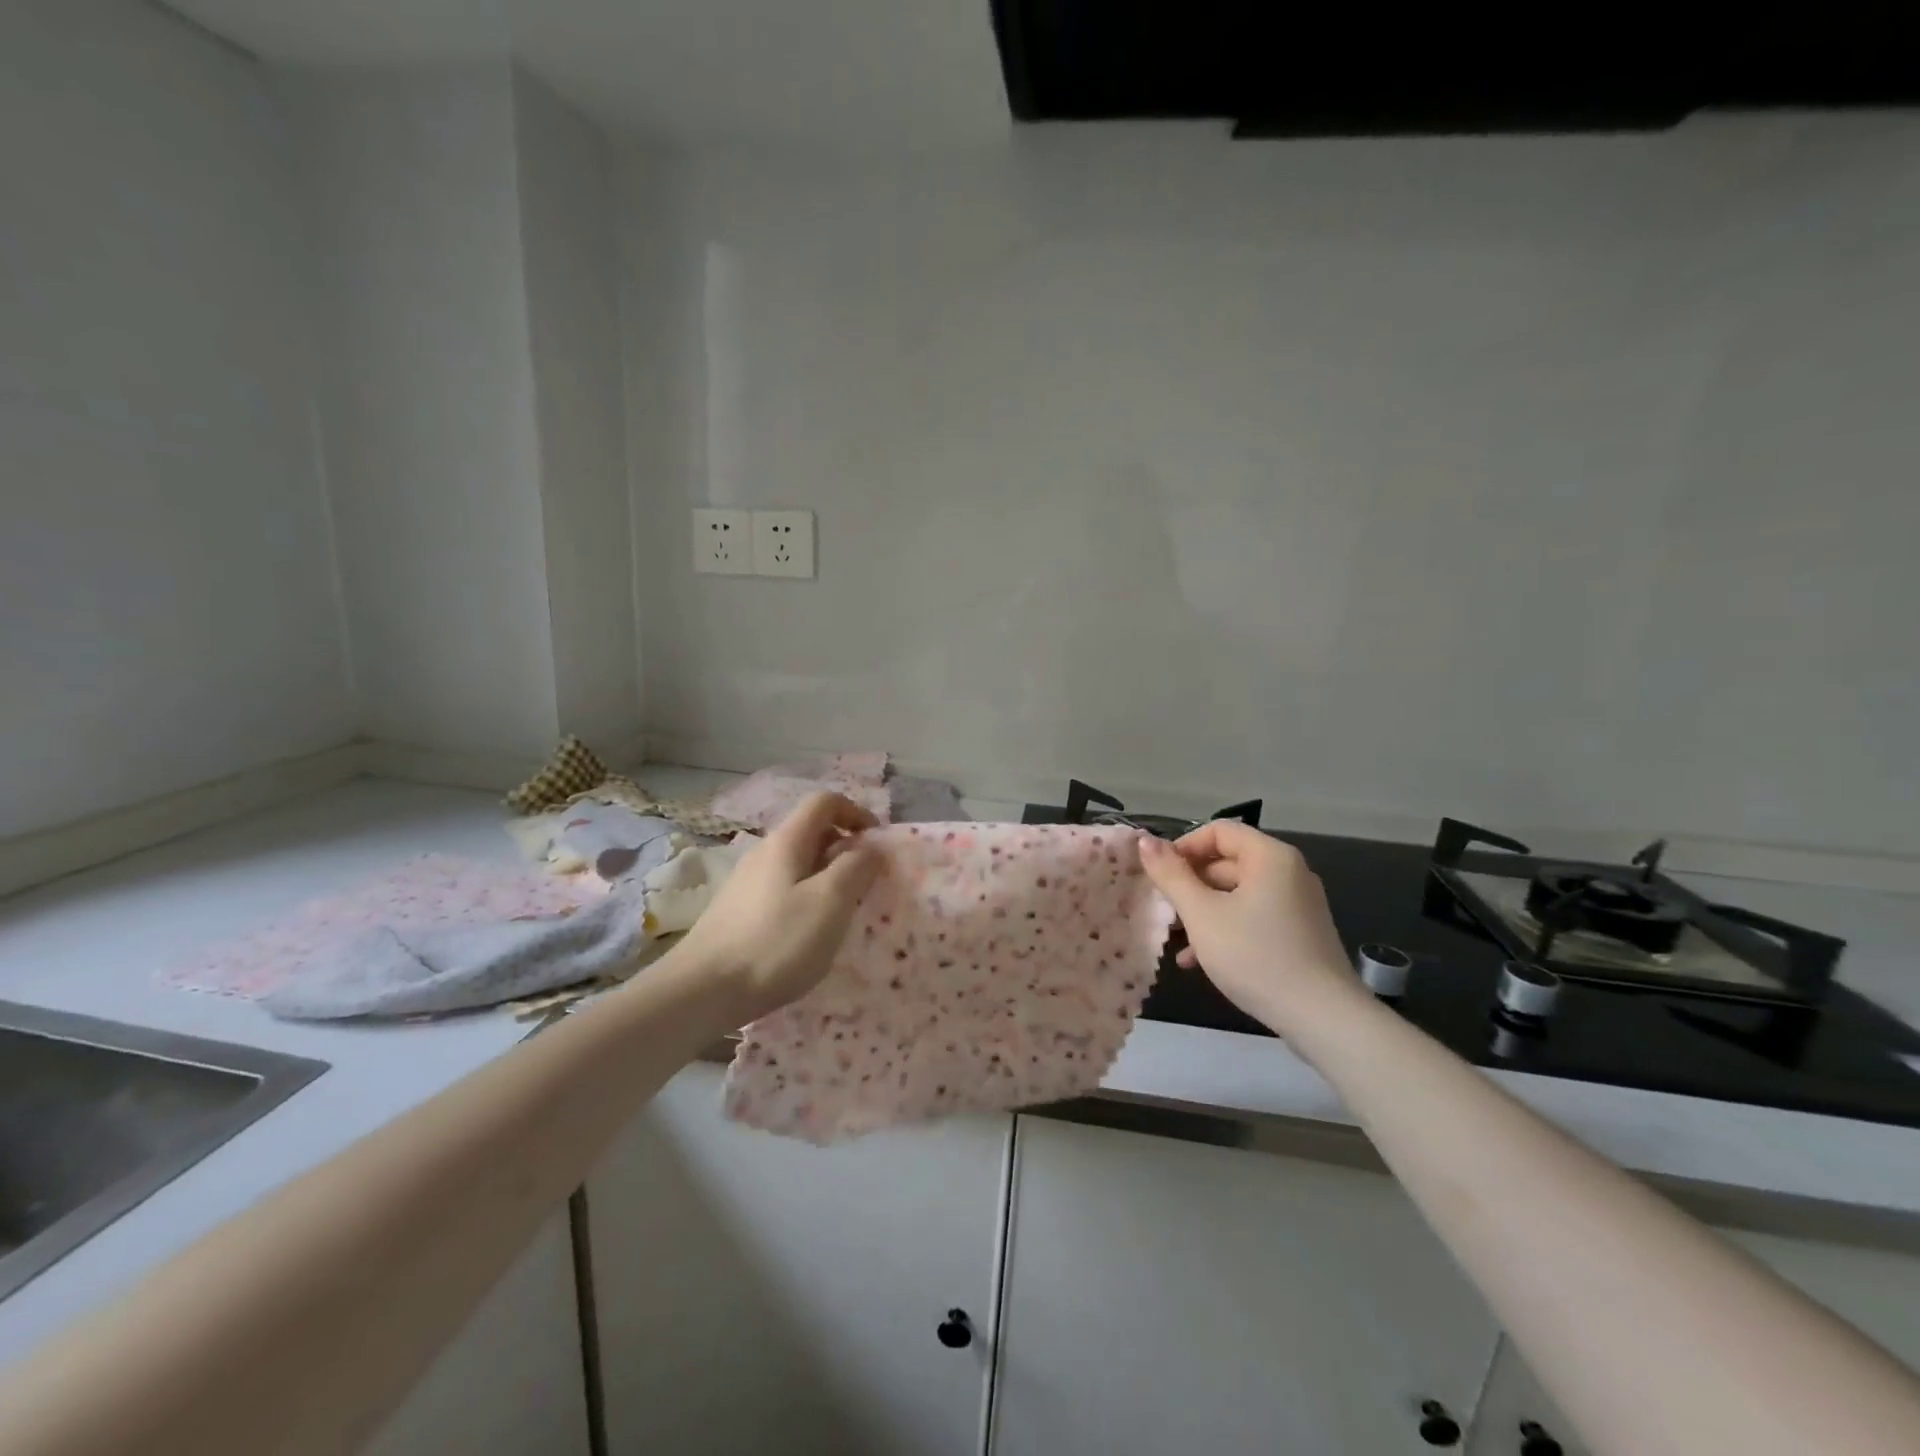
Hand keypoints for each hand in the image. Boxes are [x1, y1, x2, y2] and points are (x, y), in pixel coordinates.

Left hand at [671, 792, 883, 1026]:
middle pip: (811, 831)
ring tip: (841, 912)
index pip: (824, 802)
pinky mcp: (738, 910)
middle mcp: (764, 852)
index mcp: (787, 841)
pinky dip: (806, 897)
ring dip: (827, 876)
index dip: (856, 812)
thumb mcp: (829, 902)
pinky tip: (808, 933)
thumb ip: (856, 868)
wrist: (702, 991)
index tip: (878, 843)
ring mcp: (747, 882)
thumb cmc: (775, 942)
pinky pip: (783, 888)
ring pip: (797, 863)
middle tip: (866, 883)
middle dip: (845, 849)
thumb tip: (870, 847)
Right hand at [1138, 823, 1364, 1038]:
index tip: (1159, 876)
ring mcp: (1297, 904)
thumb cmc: (1256, 956)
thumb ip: (1171, 875)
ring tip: (1175, 939)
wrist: (1323, 1018)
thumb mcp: (1202, 915)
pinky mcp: (1299, 933)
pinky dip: (1226, 928)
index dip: (1183, 847)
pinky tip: (1199, 959)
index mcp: (1269, 857)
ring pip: (1237, 893)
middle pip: (1227, 862)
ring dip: (1202, 910)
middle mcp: (1288, 872)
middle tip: (1163, 910)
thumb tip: (1145, 840)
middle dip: (1189, 884)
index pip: (1218, 831)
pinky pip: (1253, 916)